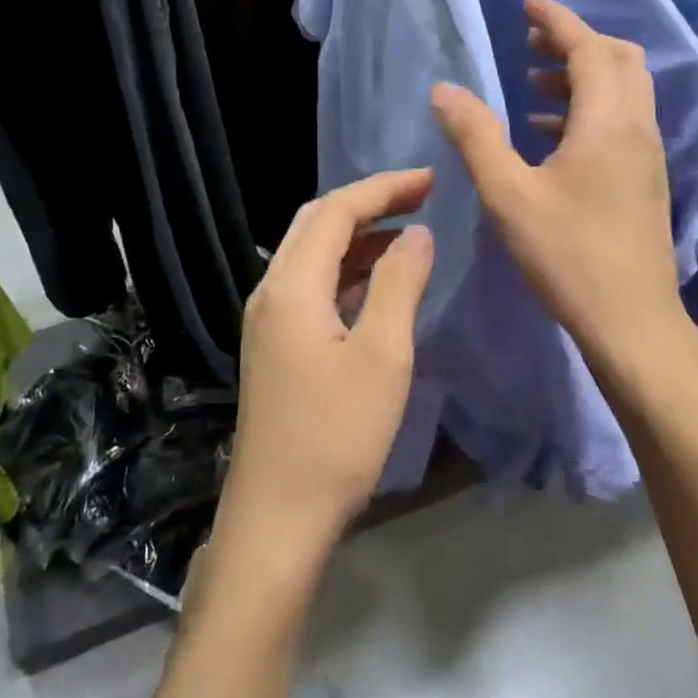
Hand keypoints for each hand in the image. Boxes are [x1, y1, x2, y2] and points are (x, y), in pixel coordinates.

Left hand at [218, 169, 435, 550]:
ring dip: (357, 235)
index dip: (384, 187)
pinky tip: (378, 282)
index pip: (336, 210)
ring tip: (407, 232)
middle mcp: (270, 291)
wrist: (276, 518)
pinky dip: (346, 269)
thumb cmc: (335, 437)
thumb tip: (417, 234)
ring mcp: (267, 319)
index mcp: (291, 286)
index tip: (430, 179)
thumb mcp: (382, 357)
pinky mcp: (274, 344)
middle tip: (420, 197)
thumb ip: (400, 285)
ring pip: (312, 253)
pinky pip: (310, 285)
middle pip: (316, 222)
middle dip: (368, 202)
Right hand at [432, 0, 697, 396]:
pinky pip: (621, 120)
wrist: (632, 322)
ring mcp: (647, 155)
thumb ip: (476, 137)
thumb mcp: (509, 195)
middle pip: (618, 60)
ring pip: (623, 90)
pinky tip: (551, 134)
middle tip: (530, 40)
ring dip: (582, 75)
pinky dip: (589, 108)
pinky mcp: (645, 179)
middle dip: (576, 41)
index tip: (528, 2)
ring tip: (533, 83)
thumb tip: (445, 89)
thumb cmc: (568, 256)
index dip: (558, 19)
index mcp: (607, 122)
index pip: (588, 49)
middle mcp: (636, 128)